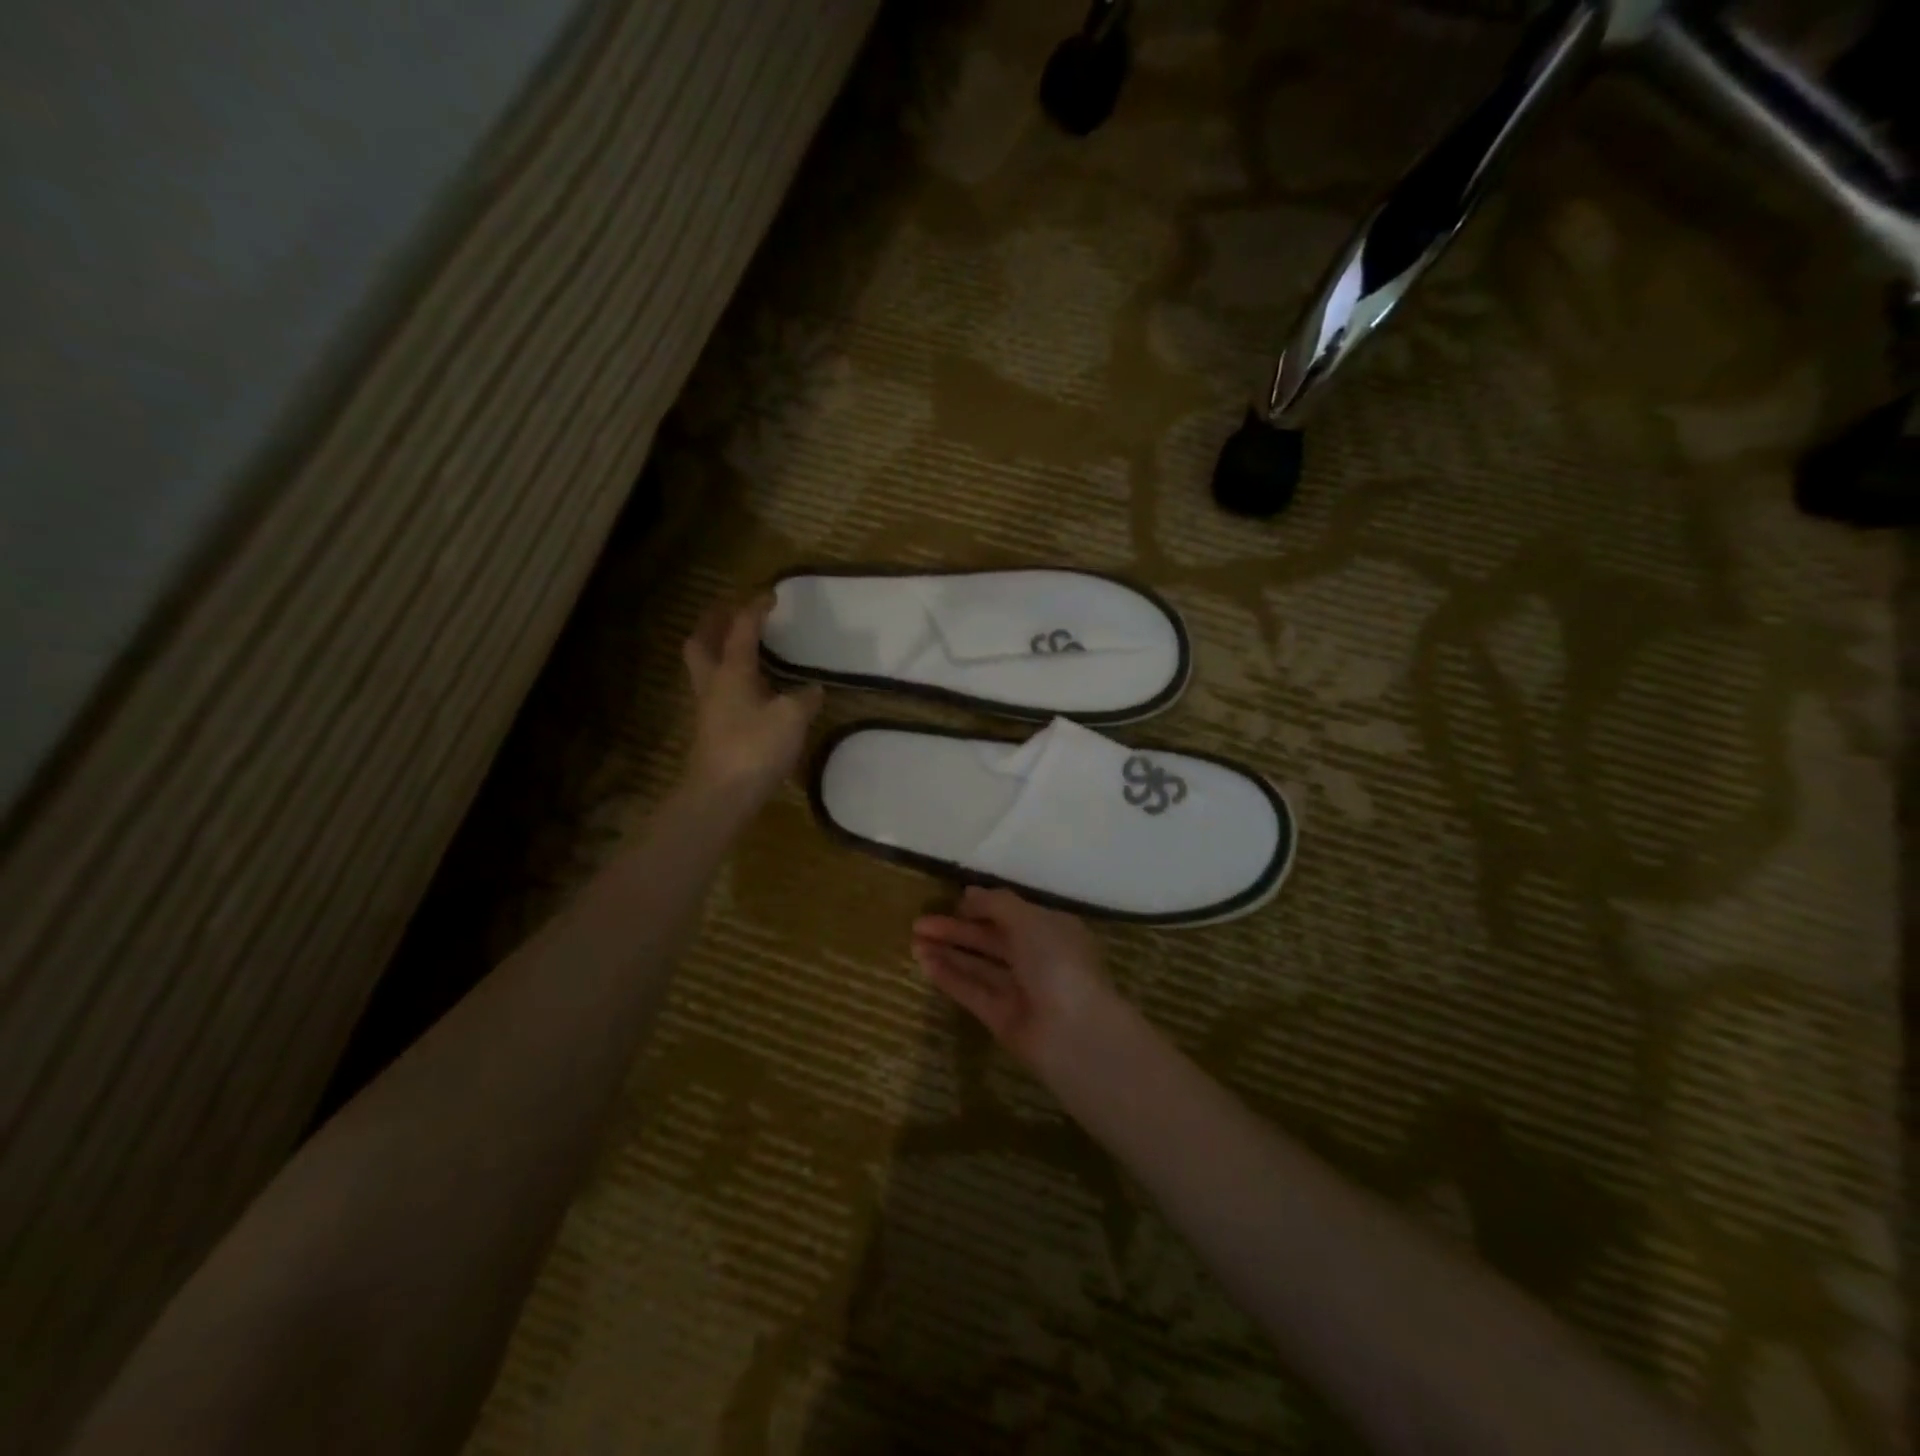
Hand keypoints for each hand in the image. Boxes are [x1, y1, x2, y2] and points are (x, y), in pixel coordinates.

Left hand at [682, 595, 822, 802]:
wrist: (720, 796)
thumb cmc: (754, 749)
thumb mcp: (791, 719)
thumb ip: (804, 699)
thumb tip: (813, 689)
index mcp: (731, 672)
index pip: (741, 630)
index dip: (755, 609)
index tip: (769, 595)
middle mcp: (714, 683)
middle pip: (701, 642)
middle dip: (714, 622)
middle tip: (732, 612)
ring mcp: (709, 708)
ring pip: (705, 667)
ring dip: (718, 649)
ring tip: (742, 646)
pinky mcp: (712, 730)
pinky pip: (718, 690)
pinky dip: (730, 678)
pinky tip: (752, 688)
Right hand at [911, 888, 1114, 1072]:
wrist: (1075, 1034)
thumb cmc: (1057, 963)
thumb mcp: (1029, 920)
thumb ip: (996, 905)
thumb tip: (969, 893)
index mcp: (1052, 930)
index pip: (1012, 914)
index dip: (982, 907)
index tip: (952, 902)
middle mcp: (1037, 959)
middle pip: (990, 940)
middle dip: (956, 929)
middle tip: (918, 923)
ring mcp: (1020, 991)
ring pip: (979, 966)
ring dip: (948, 952)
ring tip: (913, 941)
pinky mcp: (1002, 1019)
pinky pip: (973, 992)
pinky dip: (950, 977)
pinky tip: (924, 963)